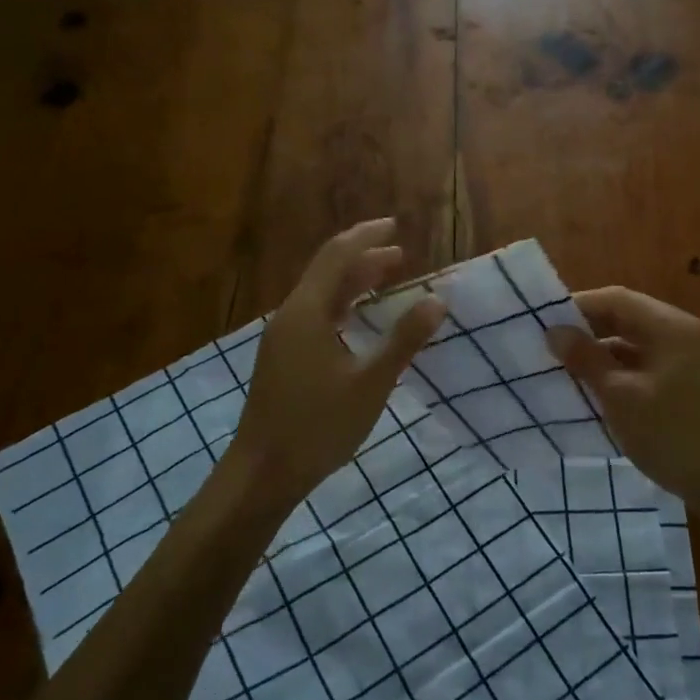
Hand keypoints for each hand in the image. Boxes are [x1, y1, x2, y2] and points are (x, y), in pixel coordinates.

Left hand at [237, 220, 444, 500]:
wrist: (262, 473)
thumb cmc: (318, 426)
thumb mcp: (370, 383)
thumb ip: (404, 340)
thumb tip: (437, 300)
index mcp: (307, 312)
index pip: (338, 256)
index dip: (367, 237)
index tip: (396, 226)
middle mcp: (291, 316)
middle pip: (327, 271)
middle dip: (363, 258)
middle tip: (401, 255)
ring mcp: (283, 338)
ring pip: (321, 295)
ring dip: (353, 282)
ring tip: (387, 279)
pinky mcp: (283, 358)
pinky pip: (316, 315)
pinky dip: (343, 305)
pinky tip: (358, 320)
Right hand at [545, 287, 699, 506]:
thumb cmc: (670, 434)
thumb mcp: (619, 395)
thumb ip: (586, 358)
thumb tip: (554, 331)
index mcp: (668, 326)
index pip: (615, 299)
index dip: (577, 306)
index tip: (541, 323)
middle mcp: (679, 332)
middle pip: (625, 316)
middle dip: (586, 328)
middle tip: (547, 345)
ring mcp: (685, 357)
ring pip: (632, 341)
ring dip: (599, 350)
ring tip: (563, 366)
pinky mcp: (683, 381)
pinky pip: (642, 361)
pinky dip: (616, 368)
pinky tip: (592, 387)